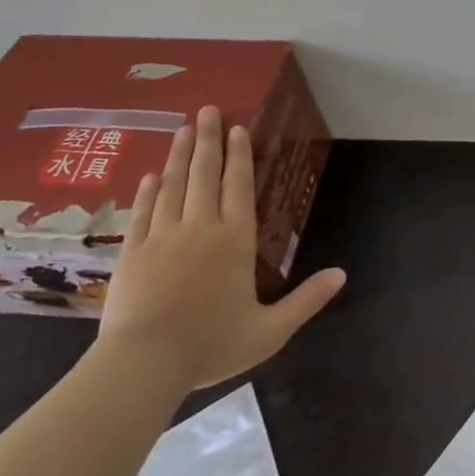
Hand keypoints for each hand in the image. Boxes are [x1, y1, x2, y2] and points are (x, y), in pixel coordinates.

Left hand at [98, 105, 344, 390]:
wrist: (143, 365)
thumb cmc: (210, 345)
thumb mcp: (270, 331)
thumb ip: (306, 301)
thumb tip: (342, 274)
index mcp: (234, 239)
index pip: (239, 186)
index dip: (239, 155)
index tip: (237, 128)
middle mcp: (200, 227)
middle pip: (205, 174)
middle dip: (208, 140)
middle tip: (207, 110)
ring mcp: (162, 237)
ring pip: (173, 186)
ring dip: (179, 156)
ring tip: (183, 129)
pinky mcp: (132, 253)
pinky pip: (143, 212)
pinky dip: (149, 191)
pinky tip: (151, 176)